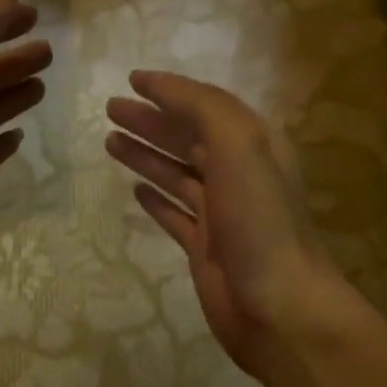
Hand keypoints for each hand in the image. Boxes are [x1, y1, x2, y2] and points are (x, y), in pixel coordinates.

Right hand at [107, 71, 348, 376]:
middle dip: (150, 121)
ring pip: (176, 174)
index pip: (206, 106)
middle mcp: (237, 174)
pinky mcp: (204, 247)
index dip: (170, 91)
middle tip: (110, 110)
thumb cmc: (259, 221)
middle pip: (186, 138)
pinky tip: (135, 190)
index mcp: (252, 146)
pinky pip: (175, 214)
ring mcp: (220, 213)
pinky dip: (155, 198)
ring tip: (110, 141)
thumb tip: (161, 87)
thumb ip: (203, 108)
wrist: (277, 305)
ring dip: (145, 155)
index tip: (131, 81)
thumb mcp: (239, 146)